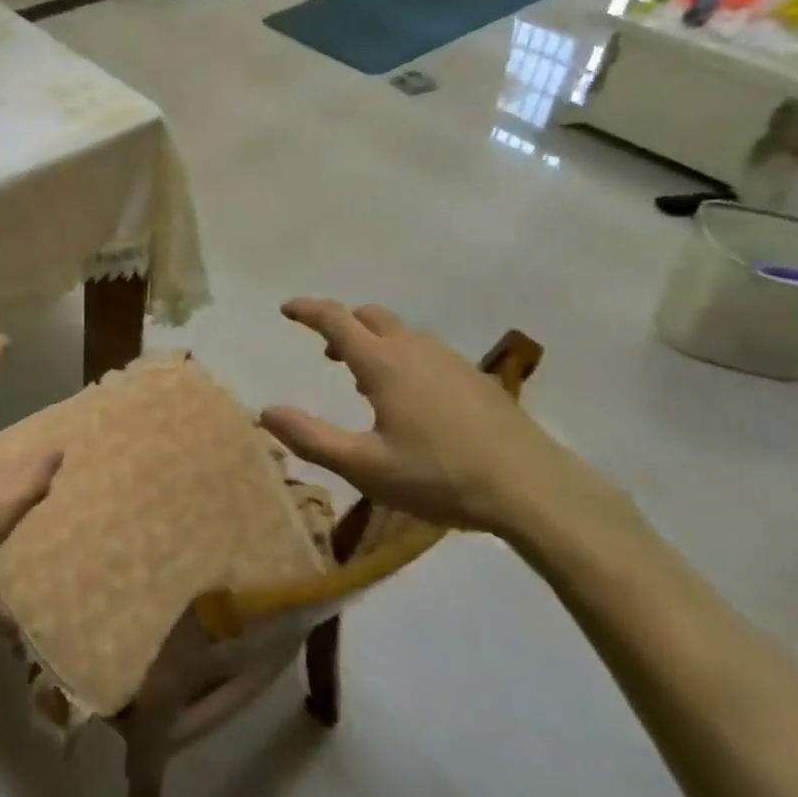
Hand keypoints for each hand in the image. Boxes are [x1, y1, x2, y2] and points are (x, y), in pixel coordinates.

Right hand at [260, 298, 586, 536]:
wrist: (532, 487)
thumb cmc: (440, 476)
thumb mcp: (366, 467)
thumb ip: (312, 438)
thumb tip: (265, 412)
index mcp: (383, 363)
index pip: (336, 319)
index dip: (308, 310)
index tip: (287, 308)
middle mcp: (413, 348)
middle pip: (369, 316)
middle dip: (342, 324)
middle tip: (327, 351)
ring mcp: (448, 358)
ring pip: (399, 332)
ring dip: (373, 340)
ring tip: (364, 378)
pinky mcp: (472, 375)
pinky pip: (424, 349)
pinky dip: (401, 355)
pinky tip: (411, 397)